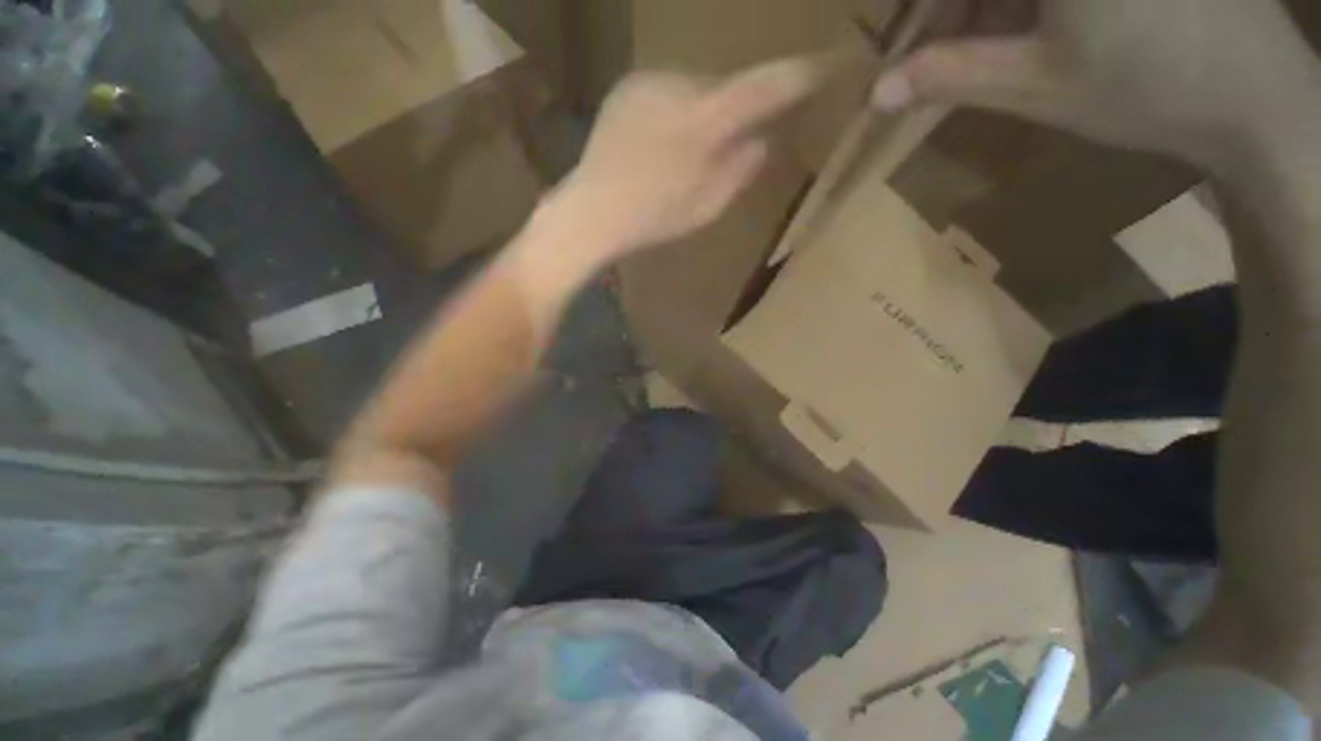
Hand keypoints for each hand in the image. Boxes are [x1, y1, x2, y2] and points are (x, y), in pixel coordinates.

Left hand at [546, 58, 821, 262]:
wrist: (592, 211)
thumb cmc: (653, 219)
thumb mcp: (707, 206)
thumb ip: (741, 169)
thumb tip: (764, 139)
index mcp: (703, 123)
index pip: (763, 88)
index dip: (799, 74)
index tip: (832, 61)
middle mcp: (678, 86)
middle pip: (726, 88)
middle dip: (735, 111)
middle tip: (727, 146)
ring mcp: (649, 82)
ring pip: (697, 89)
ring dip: (703, 113)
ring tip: (683, 155)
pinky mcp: (629, 86)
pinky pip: (670, 91)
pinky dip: (677, 111)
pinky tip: (660, 144)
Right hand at [873, 0, 1318, 169]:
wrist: (1258, 97)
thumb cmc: (1148, 88)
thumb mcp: (1034, 85)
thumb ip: (950, 77)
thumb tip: (877, 93)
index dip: (924, 12)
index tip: (911, 48)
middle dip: (960, 9)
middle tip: (946, 54)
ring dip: (996, 5)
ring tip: (994, 48)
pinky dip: (1035, 4)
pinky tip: (1042, 27)